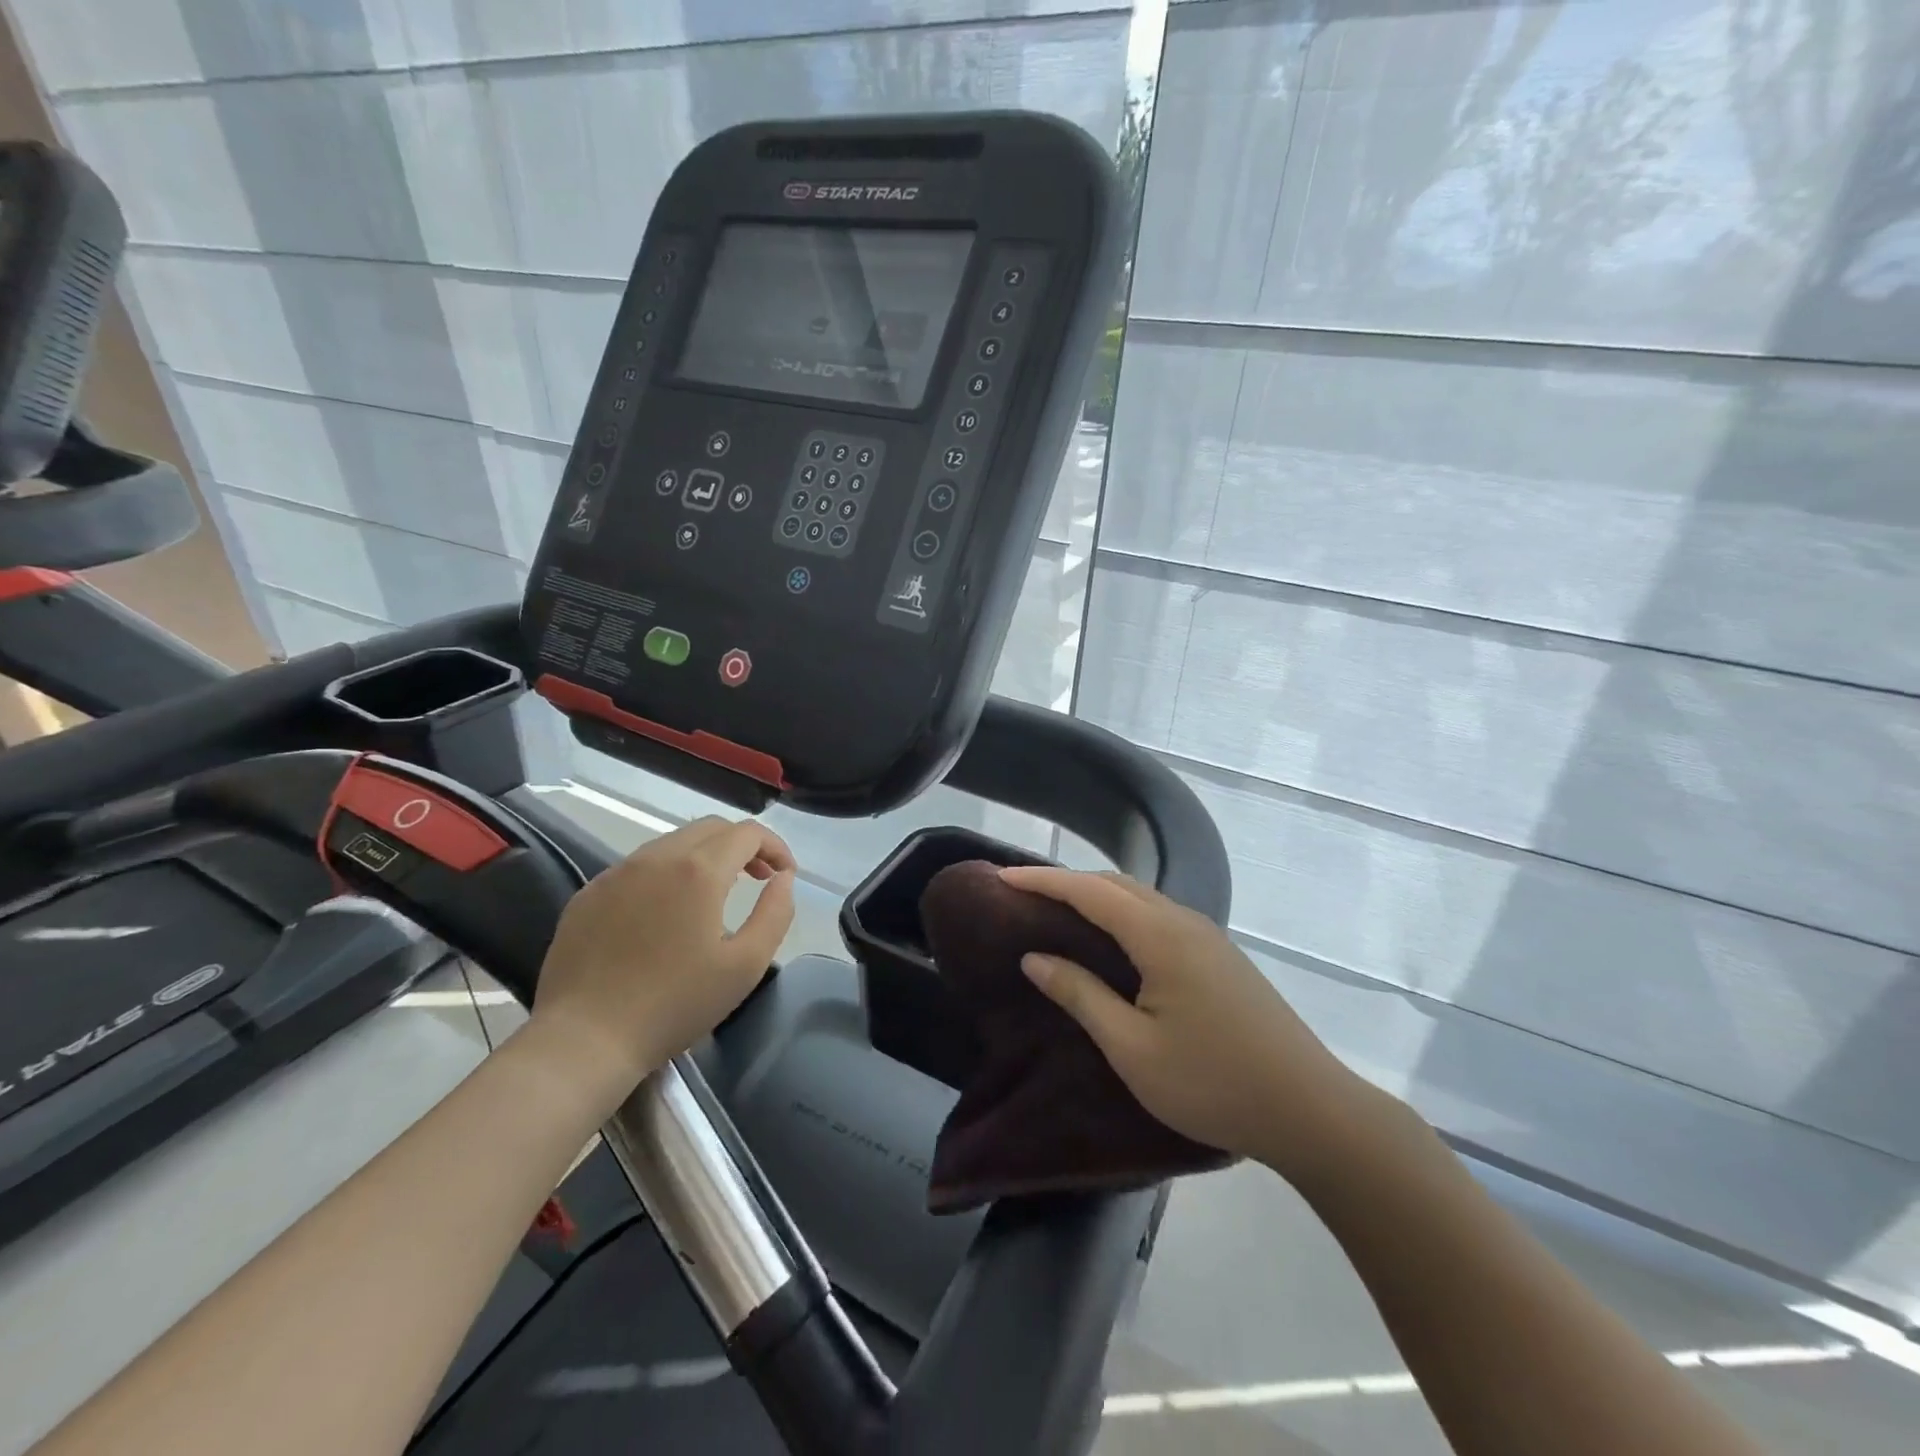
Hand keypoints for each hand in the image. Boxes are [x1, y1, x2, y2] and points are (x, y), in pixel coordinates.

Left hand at [528, 817, 794, 1108]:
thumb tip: (783, 879)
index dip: (775, 847)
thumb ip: (776, 913)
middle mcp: (657, 857)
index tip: (784, 876)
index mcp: (699, 871)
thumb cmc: (674, 1005)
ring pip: (673, 842)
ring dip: (705, 856)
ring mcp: (617, 872)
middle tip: (758, 879)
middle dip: (743, 845)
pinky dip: (667, 873)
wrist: (584, 1040)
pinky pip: (639, 866)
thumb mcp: (745, 965)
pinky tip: (667, 912)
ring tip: (716, 893)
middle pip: (711, 828)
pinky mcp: (590, 893)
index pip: (747, 833)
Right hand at [999, 866, 1381, 1182]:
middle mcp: (1184, 922)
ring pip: (1141, 898)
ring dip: (1096, 897)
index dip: (1042, 881)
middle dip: (1067, 882)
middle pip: (1116, 885)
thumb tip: (1035, 958)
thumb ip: (1081, 995)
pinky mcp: (1220, 956)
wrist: (1310, 1109)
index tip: (1001, 878)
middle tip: (1023, 896)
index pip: (1089, 891)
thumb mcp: (1132, 1048)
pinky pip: (1159, 917)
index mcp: (1160, 936)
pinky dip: (1123, 915)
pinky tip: (1111, 943)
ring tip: (1058, 913)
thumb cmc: (1212, 1082)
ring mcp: (1208, 936)